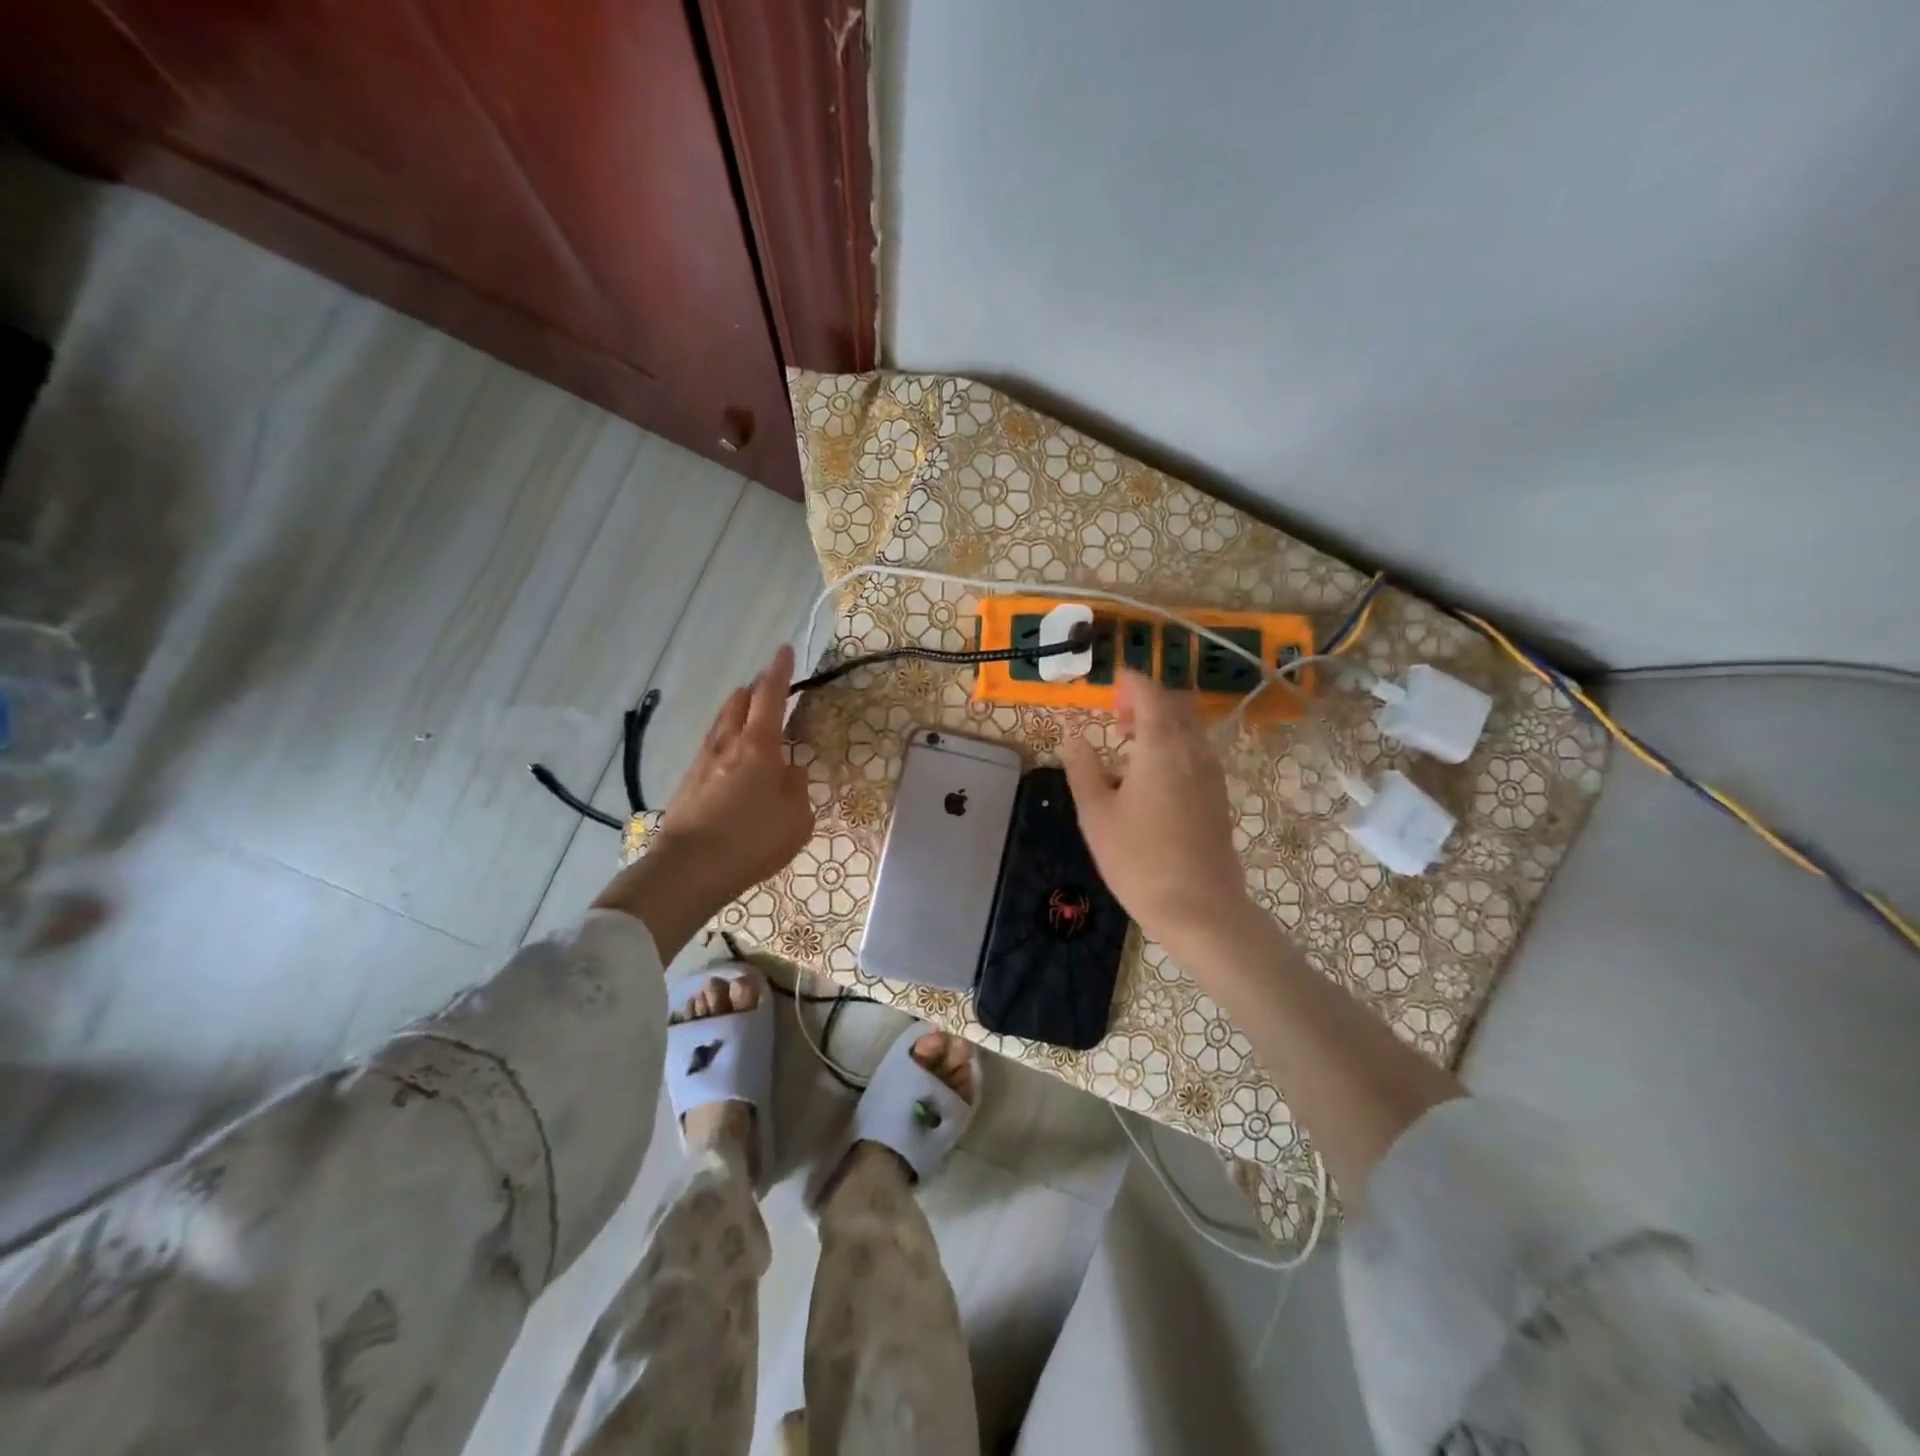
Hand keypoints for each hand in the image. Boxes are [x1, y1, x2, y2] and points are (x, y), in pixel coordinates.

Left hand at [595, 645, 814, 956]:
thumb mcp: (797, 818)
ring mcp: (702, 762)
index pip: (770, 697)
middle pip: (739, 702)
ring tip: (748, 713)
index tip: (785, 650)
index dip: (780, 672)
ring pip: (721, 723)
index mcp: (759, 746)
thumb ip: (796, 788)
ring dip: (737, 711)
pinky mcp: (688, 783)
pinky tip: (729, 755)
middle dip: (756, 688)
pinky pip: (711, 747)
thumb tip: (788, 771)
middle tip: (769, 685)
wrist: (689, 869)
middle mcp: (728, 744)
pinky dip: (725, 740)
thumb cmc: (752, 840)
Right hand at [1059, 670, 1253, 958]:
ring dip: (1162, 724)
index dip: (1130, 683)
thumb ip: (1082, 767)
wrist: (1200, 909)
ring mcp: (1212, 773)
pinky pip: (1197, 752)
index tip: (1110, 685)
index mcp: (1161, 746)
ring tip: (1129, 748)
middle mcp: (1193, 750)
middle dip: (1147, 700)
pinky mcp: (1219, 796)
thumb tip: (1071, 735)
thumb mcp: (1096, 813)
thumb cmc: (1138, 860)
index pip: (1150, 693)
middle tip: (1117, 717)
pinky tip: (1151, 778)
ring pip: (1190, 728)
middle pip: (1176, 705)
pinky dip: (1175, 746)